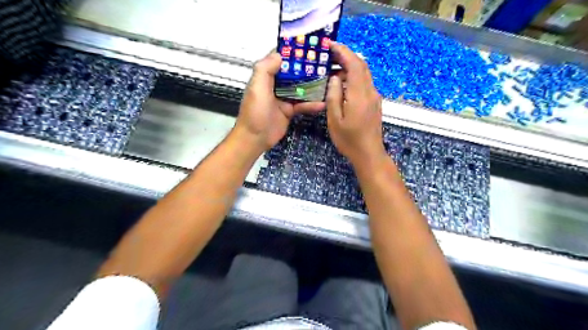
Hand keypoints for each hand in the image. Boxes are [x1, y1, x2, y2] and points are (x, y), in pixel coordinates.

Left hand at [235, 53, 326, 152]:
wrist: (255, 138)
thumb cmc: (255, 112)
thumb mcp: (257, 87)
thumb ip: (265, 69)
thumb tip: (280, 54)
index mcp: (265, 76)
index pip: (279, 59)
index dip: (292, 52)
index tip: (308, 45)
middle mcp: (275, 85)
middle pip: (293, 73)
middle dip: (307, 67)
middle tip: (324, 62)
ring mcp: (283, 98)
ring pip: (300, 88)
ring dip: (312, 85)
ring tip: (328, 80)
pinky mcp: (290, 110)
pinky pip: (302, 105)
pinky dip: (311, 104)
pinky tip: (322, 103)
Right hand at [326, 43, 386, 166]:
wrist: (369, 154)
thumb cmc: (349, 140)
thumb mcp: (335, 120)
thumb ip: (334, 96)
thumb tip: (334, 78)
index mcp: (360, 95)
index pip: (355, 65)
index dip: (343, 52)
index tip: (330, 45)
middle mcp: (370, 92)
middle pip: (362, 66)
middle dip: (346, 56)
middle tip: (330, 54)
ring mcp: (374, 97)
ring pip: (364, 74)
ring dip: (350, 66)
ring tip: (333, 67)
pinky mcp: (374, 103)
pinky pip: (364, 83)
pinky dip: (354, 77)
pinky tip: (343, 82)